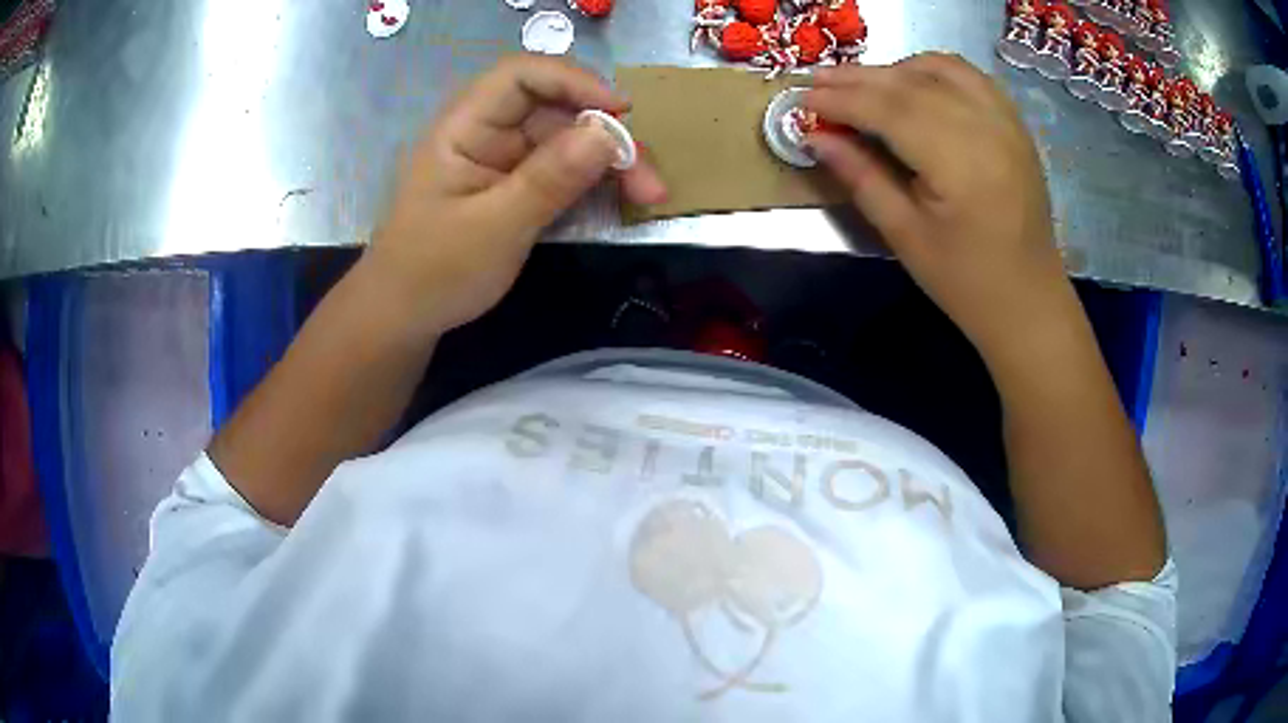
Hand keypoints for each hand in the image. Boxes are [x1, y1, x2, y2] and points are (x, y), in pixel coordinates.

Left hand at [365, 55, 666, 335]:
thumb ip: (549, 179)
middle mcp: (488, 133)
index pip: (520, 76)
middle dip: (606, 135)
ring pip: (568, 141)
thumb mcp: (494, 228)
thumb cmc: (435, 271)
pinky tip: (624, 198)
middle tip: (648, 178)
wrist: (405, 316)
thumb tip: (607, 134)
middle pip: (556, 110)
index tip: (619, 112)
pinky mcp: (518, 186)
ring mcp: (505, 160)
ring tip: (649, 195)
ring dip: (610, 163)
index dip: (573, 81)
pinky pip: (564, 171)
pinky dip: (595, 182)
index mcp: (465, 127)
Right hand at [804, 54, 1072, 363]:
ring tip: (862, 85)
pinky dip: (934, 70)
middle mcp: (986, 128)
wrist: (1028, 301)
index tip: (803, 97)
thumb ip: (860, 177)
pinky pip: (970, 76)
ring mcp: (1006, 122)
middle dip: (859, 79)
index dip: (842, 99)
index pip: (889, 110)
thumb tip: (815, 137)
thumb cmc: (965, 281)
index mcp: (960, 163)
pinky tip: (912, 82)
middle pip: (911, 83)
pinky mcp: (1015, 125)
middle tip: (817, 80)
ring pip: (939, 69)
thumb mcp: (904, 236)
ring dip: (895, 69)